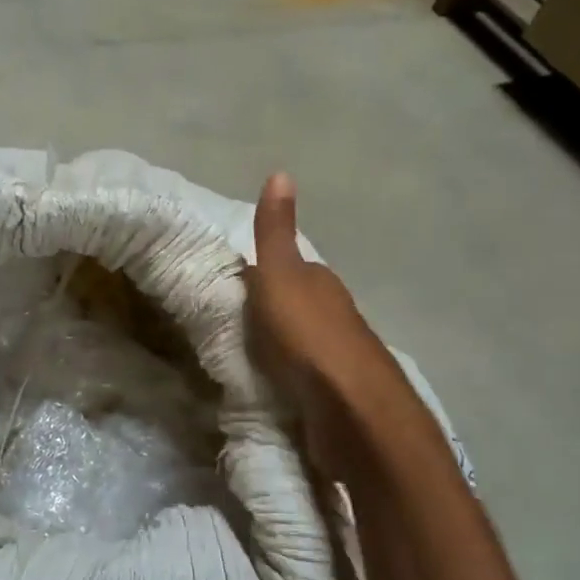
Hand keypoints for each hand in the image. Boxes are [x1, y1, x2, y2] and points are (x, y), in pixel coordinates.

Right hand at [246, 173, 404, 472]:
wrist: (350, 408)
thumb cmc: (309, 335)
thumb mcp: (281, 275)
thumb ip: (275, 232)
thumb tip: (281, 171)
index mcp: (321, 285)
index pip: (291, 270)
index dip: (264, 273)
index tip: (232, 286)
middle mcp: (335, 316)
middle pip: (298, 307)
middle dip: (272, 312)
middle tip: (229, 324)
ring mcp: (339, 359)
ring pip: (301, 343)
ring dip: (280, 347)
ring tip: (243, 357)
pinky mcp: (335, 397)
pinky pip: (303, 378)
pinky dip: (287, 377)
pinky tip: (270, 387)